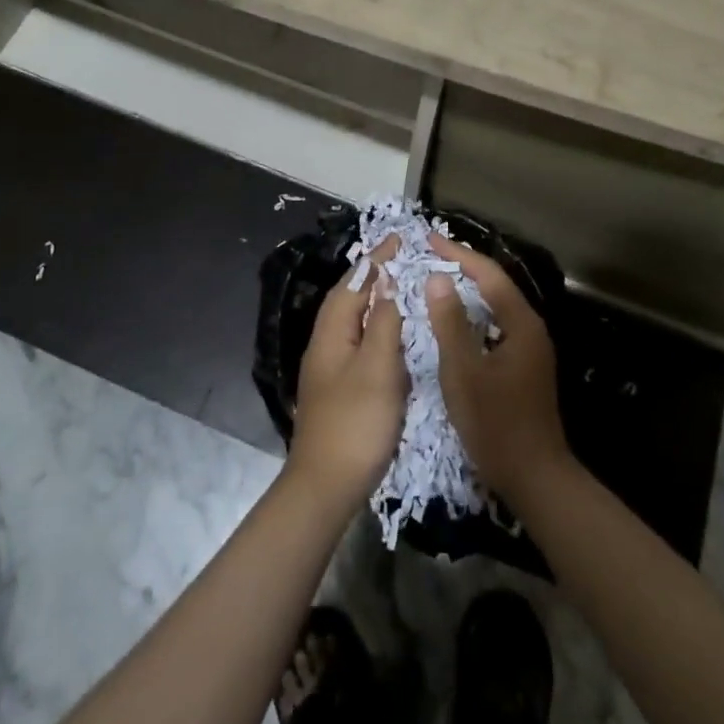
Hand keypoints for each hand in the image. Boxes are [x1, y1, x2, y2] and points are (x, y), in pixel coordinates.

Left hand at [287, 255, 407, 513]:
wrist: (325, 486)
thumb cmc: (356, 422)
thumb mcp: (378, 368)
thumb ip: (384, 323)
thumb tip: (387, 284)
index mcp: (332, 333)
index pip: (354, 283)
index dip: (375, 260)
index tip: (397, 237)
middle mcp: (325, 343)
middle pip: (346, 298)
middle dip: (370, 274)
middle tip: (398, 257)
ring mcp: (328, 368)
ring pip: (350, 320)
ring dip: (371, 299)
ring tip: (396, 286)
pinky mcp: (336, 389)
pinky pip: (356, 341)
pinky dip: (373, 326)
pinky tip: (389, 336)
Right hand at [426, 235, 571, 504]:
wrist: (535, 478)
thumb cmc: (496, 424)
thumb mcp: (464, 372)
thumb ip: (450, 323)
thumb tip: (437, 278)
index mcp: (521, 324)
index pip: (488, 274)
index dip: (458, 255)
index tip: (429, 240)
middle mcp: (531, 328)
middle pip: (496, 286)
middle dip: (464, 267)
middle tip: (431, 256)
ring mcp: (531, 348)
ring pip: (497, 306)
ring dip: (469, 290)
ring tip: (439, 280)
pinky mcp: (525, 366)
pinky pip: (497, 325)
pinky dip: (475, 314)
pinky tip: (456, 322)